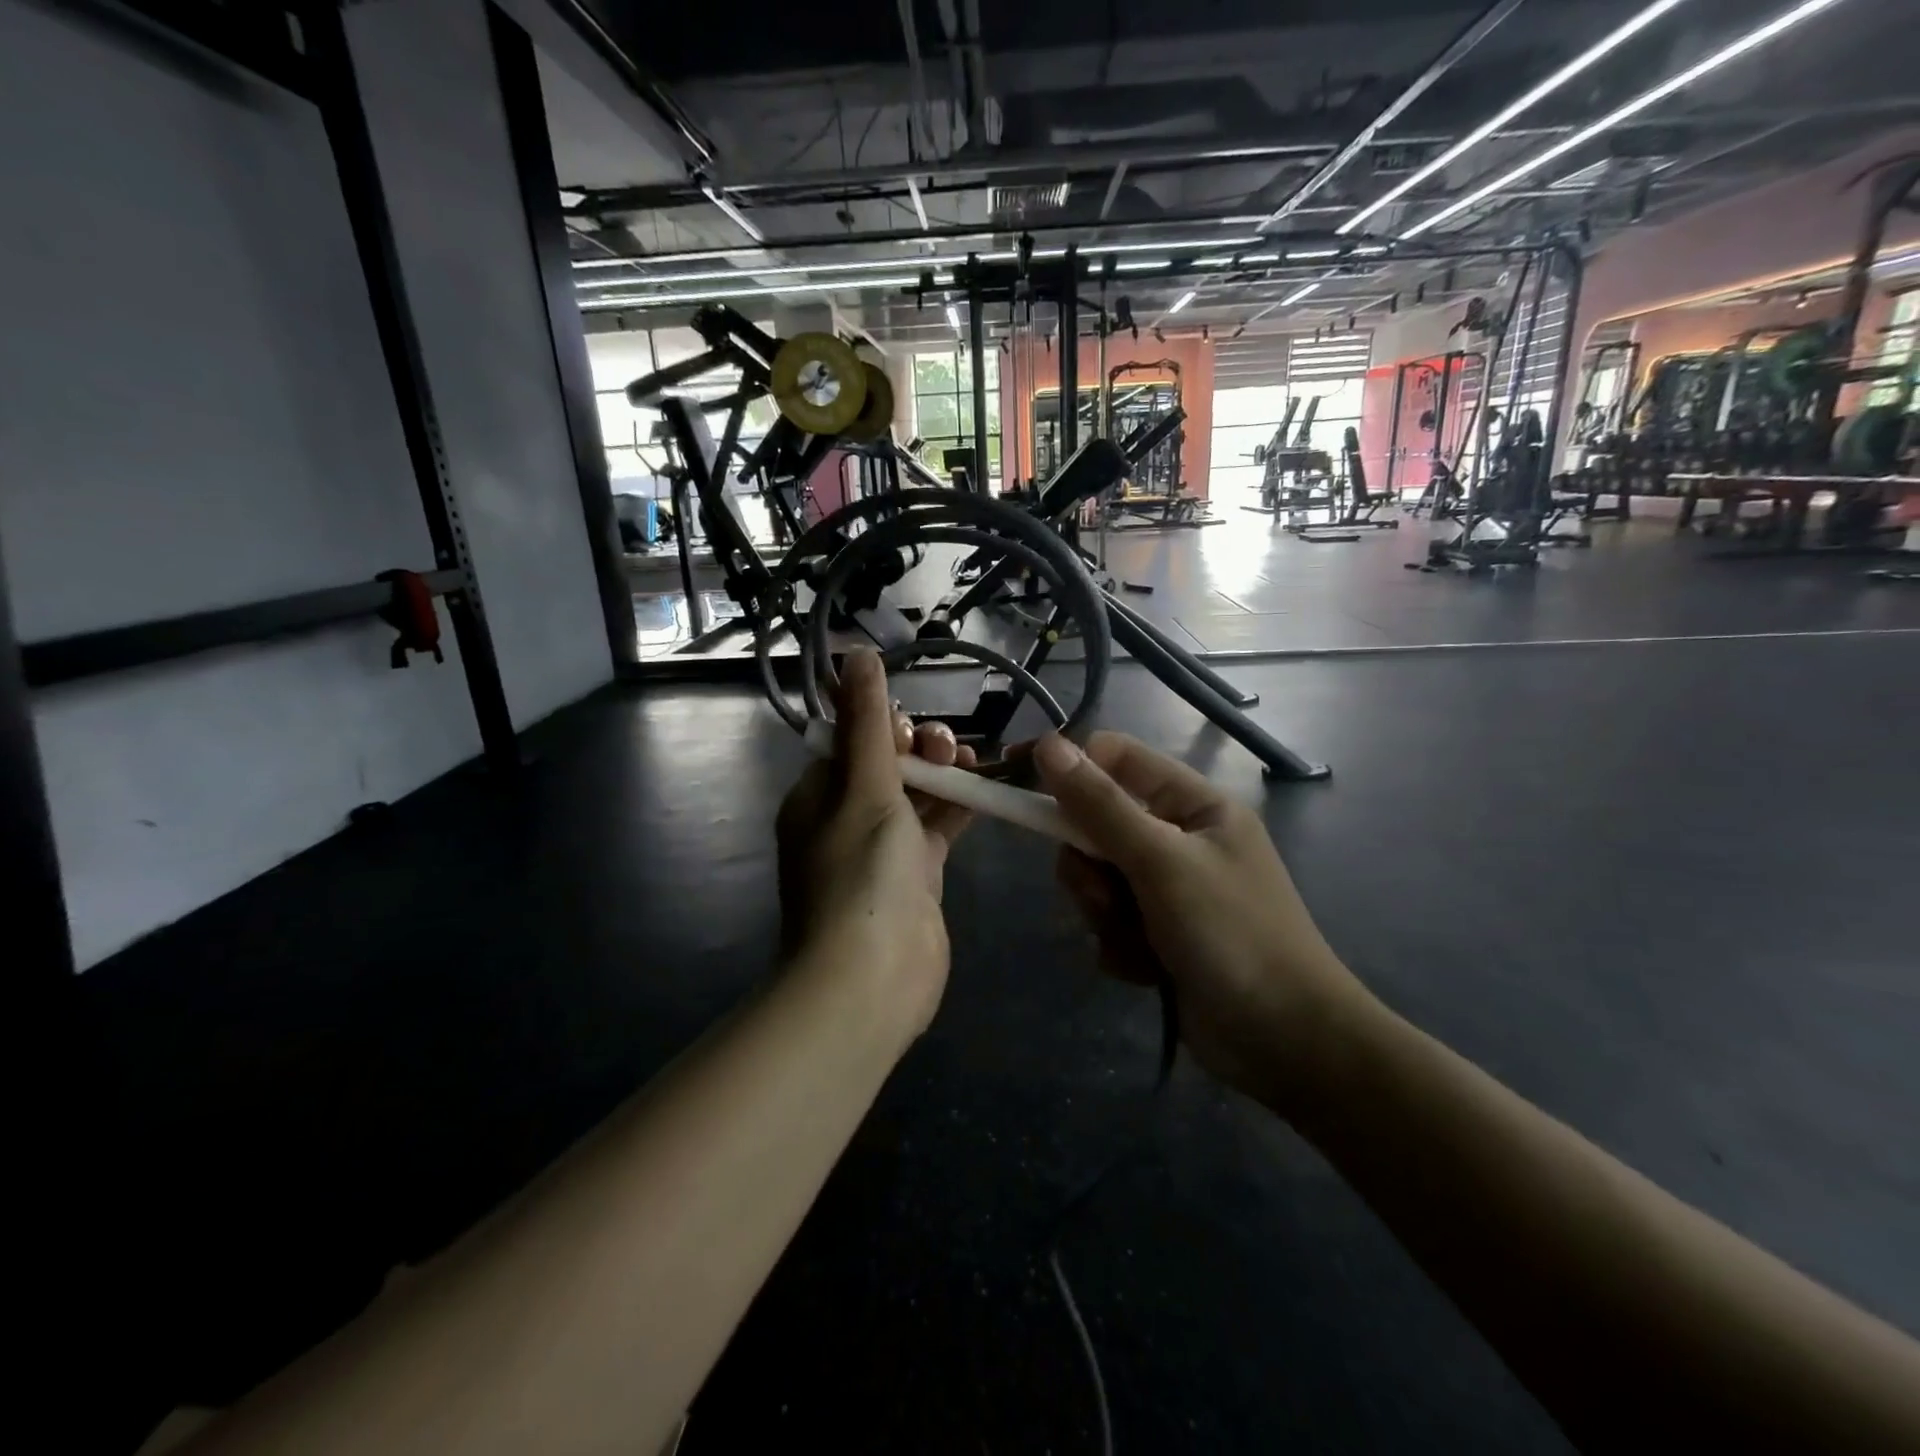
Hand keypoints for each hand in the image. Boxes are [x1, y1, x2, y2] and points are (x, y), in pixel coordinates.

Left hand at [775, 651, 976, 1037]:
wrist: (872, 978)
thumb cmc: (861, 872)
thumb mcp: (864, 786)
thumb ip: (867, 721)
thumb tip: (856, 652)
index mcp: (817, 796)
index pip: (850, 741)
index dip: (884, 725)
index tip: (912, 727)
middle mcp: (845, 819)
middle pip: (887, 765)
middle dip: (919, 748)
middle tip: (947, 748)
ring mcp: (882, 850)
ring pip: (917, 795)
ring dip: (943, 774)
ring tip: (972, 760)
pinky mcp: (917, 876)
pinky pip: (938, 828)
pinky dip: (960, 807)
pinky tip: (987, 788)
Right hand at [1033, 732, 1376, 1115]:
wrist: (1285, 1043)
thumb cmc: (1231, 934)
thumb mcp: (1161, 862)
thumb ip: (1100, 805)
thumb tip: (1048, 744)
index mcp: (1193, 805)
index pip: (1117, 760)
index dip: (1071, 770)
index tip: (1027, 791)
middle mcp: (1179, 839)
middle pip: (1096, 825)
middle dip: (1090, 867)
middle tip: (1107, 897)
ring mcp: (1169, 889)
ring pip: (1097, 879)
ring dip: (1105, 913)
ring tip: (1138, 941)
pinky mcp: (1160, 934)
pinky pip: (1110, 922)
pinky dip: (1120, 946)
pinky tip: (1149, 971)